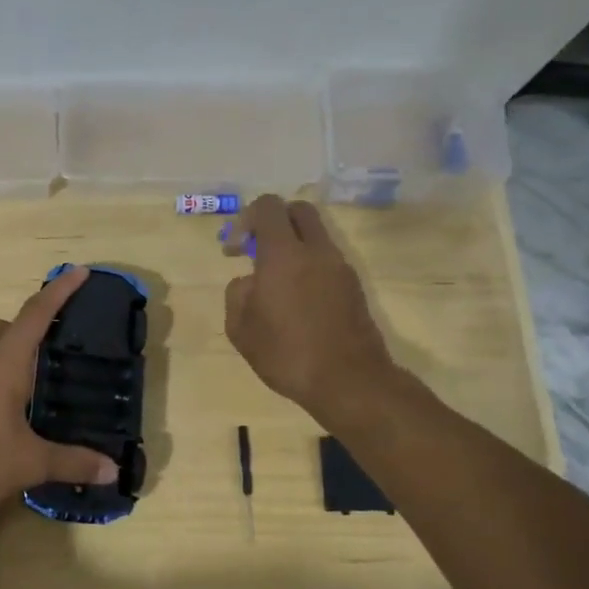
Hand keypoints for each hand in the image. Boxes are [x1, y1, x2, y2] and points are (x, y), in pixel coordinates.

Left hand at [0, 266, 119, 517]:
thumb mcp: (30, 462)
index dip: (59, 291)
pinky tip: (8, 408)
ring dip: (10, 352)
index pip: (36, 314)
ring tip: (36, 378)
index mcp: (3, 362)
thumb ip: (72, 462)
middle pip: (4, 327)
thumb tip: (113, 470)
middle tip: (56, 343)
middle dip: (29, 324)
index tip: (79, 271)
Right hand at [222, 196, 400, 428]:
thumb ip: (237, 293)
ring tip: (275, 283)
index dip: (245, 219)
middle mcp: (316, 251)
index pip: (267, 207)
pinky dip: (308, 266)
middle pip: (297, 211)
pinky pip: (326, 260)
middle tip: (257, 251)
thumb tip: (249, 281)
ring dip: (293, 246)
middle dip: (273, 222)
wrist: (349, 381)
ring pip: (315, 236)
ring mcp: (340, 267)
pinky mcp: (354, 286)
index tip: (234, 250)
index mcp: (283, 254)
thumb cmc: (286, 353)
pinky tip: (296, 301)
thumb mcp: (240, 328)